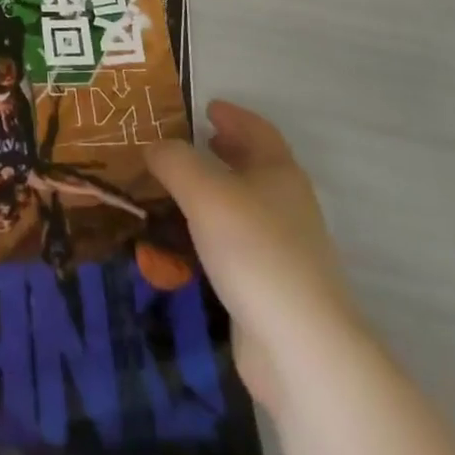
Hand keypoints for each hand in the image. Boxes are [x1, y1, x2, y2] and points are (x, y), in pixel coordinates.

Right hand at [146, 101, 354, 415]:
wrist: (300, 347)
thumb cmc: (253, 249)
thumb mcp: (203, 191)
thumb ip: (174, 161)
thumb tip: (154, 146)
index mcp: (279, 171)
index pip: (258, 130)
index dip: (233, 115)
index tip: (207, 107)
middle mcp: (287, 204)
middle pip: (256, 167)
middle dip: (226, 152)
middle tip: (192, 142)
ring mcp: (285, 249)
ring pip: (246, 207)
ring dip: (217, 193)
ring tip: (179, 189)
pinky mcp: (274, 288)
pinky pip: (239, 244)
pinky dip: (215, 232)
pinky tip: (188, 241)